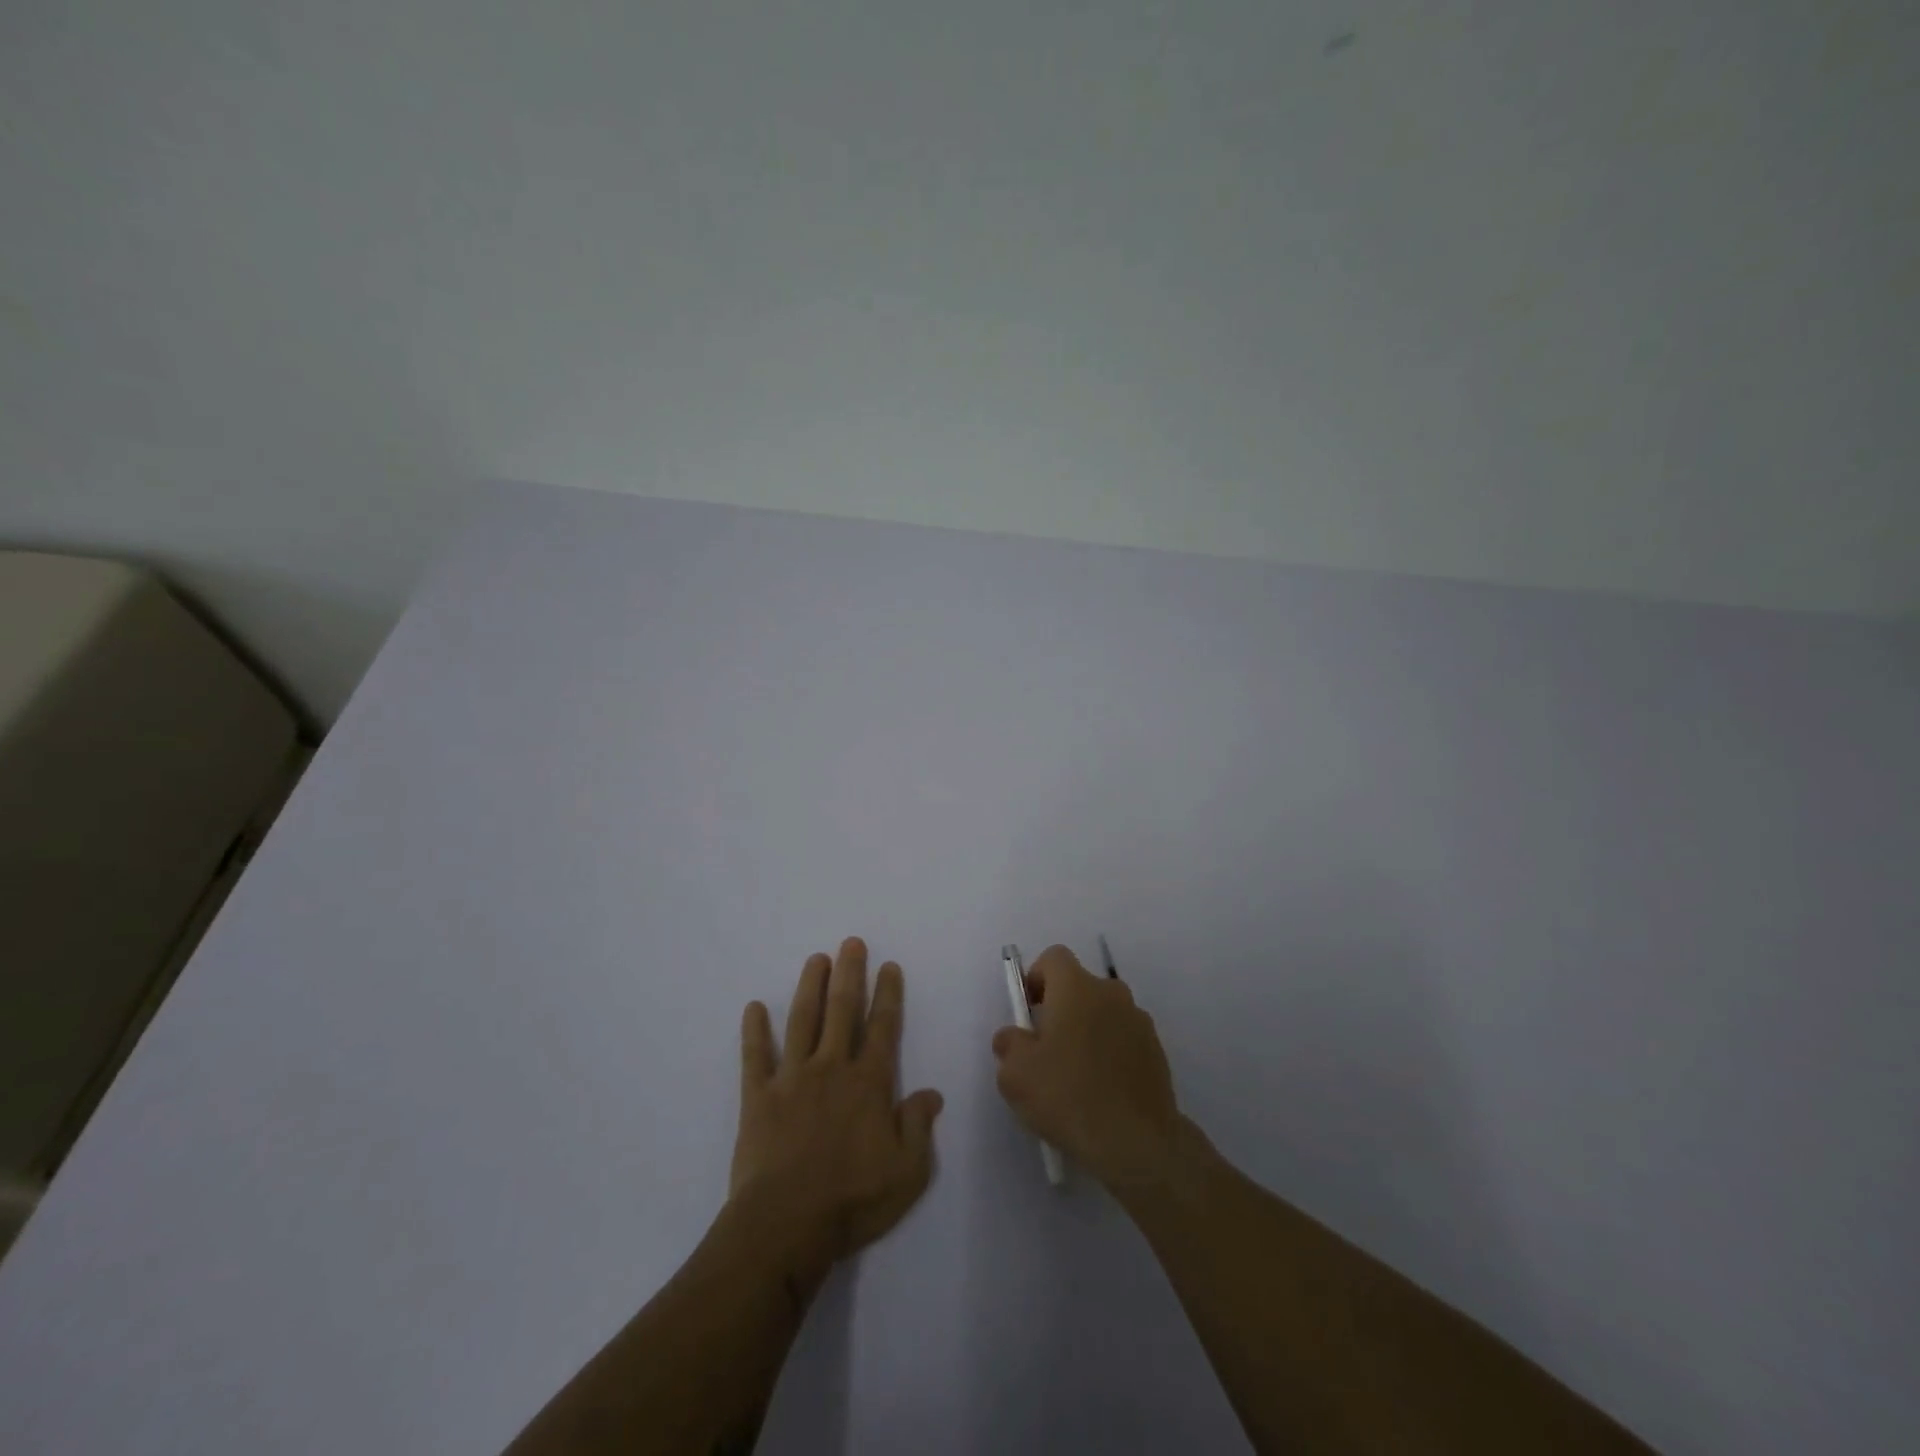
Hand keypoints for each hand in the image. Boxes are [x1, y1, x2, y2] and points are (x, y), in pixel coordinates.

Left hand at [730, 938, 944, 1287]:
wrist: (785, 1226)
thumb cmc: (853, 1200)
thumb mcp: (908, 1172)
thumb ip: (919, 1127)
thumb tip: (931, 1093)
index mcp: (868, 1083)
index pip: (883, 1028)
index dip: (888, 995)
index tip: (889, 966)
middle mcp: (832, 1068)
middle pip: (842, 1010)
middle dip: (850, 973)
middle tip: (851, 942)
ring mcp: (792, 1078)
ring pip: (802, 1021)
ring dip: (810, 987)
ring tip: (816, 959)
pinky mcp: (758, 1097)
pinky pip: (755, 1057)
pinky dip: (754, 1031)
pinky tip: (754, 1008)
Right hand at [991, 944, 1182, 1188]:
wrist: (1137, 1143)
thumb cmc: (1068, 1097)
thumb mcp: (1016, 1075)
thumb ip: (1009, 1044)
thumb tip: (1014, 1036)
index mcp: (1076, 988)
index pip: (1053, 958)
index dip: (1036, 978)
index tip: (1028, 1013)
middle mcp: (1111, 993)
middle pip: (1079, 987)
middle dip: (1060, 1009)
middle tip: (1046, 1050)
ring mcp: (1139, 1021)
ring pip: (1102, 1014)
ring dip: (1087, 1032)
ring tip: (1075, 1077)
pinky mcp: (1156, 1051)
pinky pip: (1123, 1039)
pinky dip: (1109, 1054)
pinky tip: (1100, 1092)